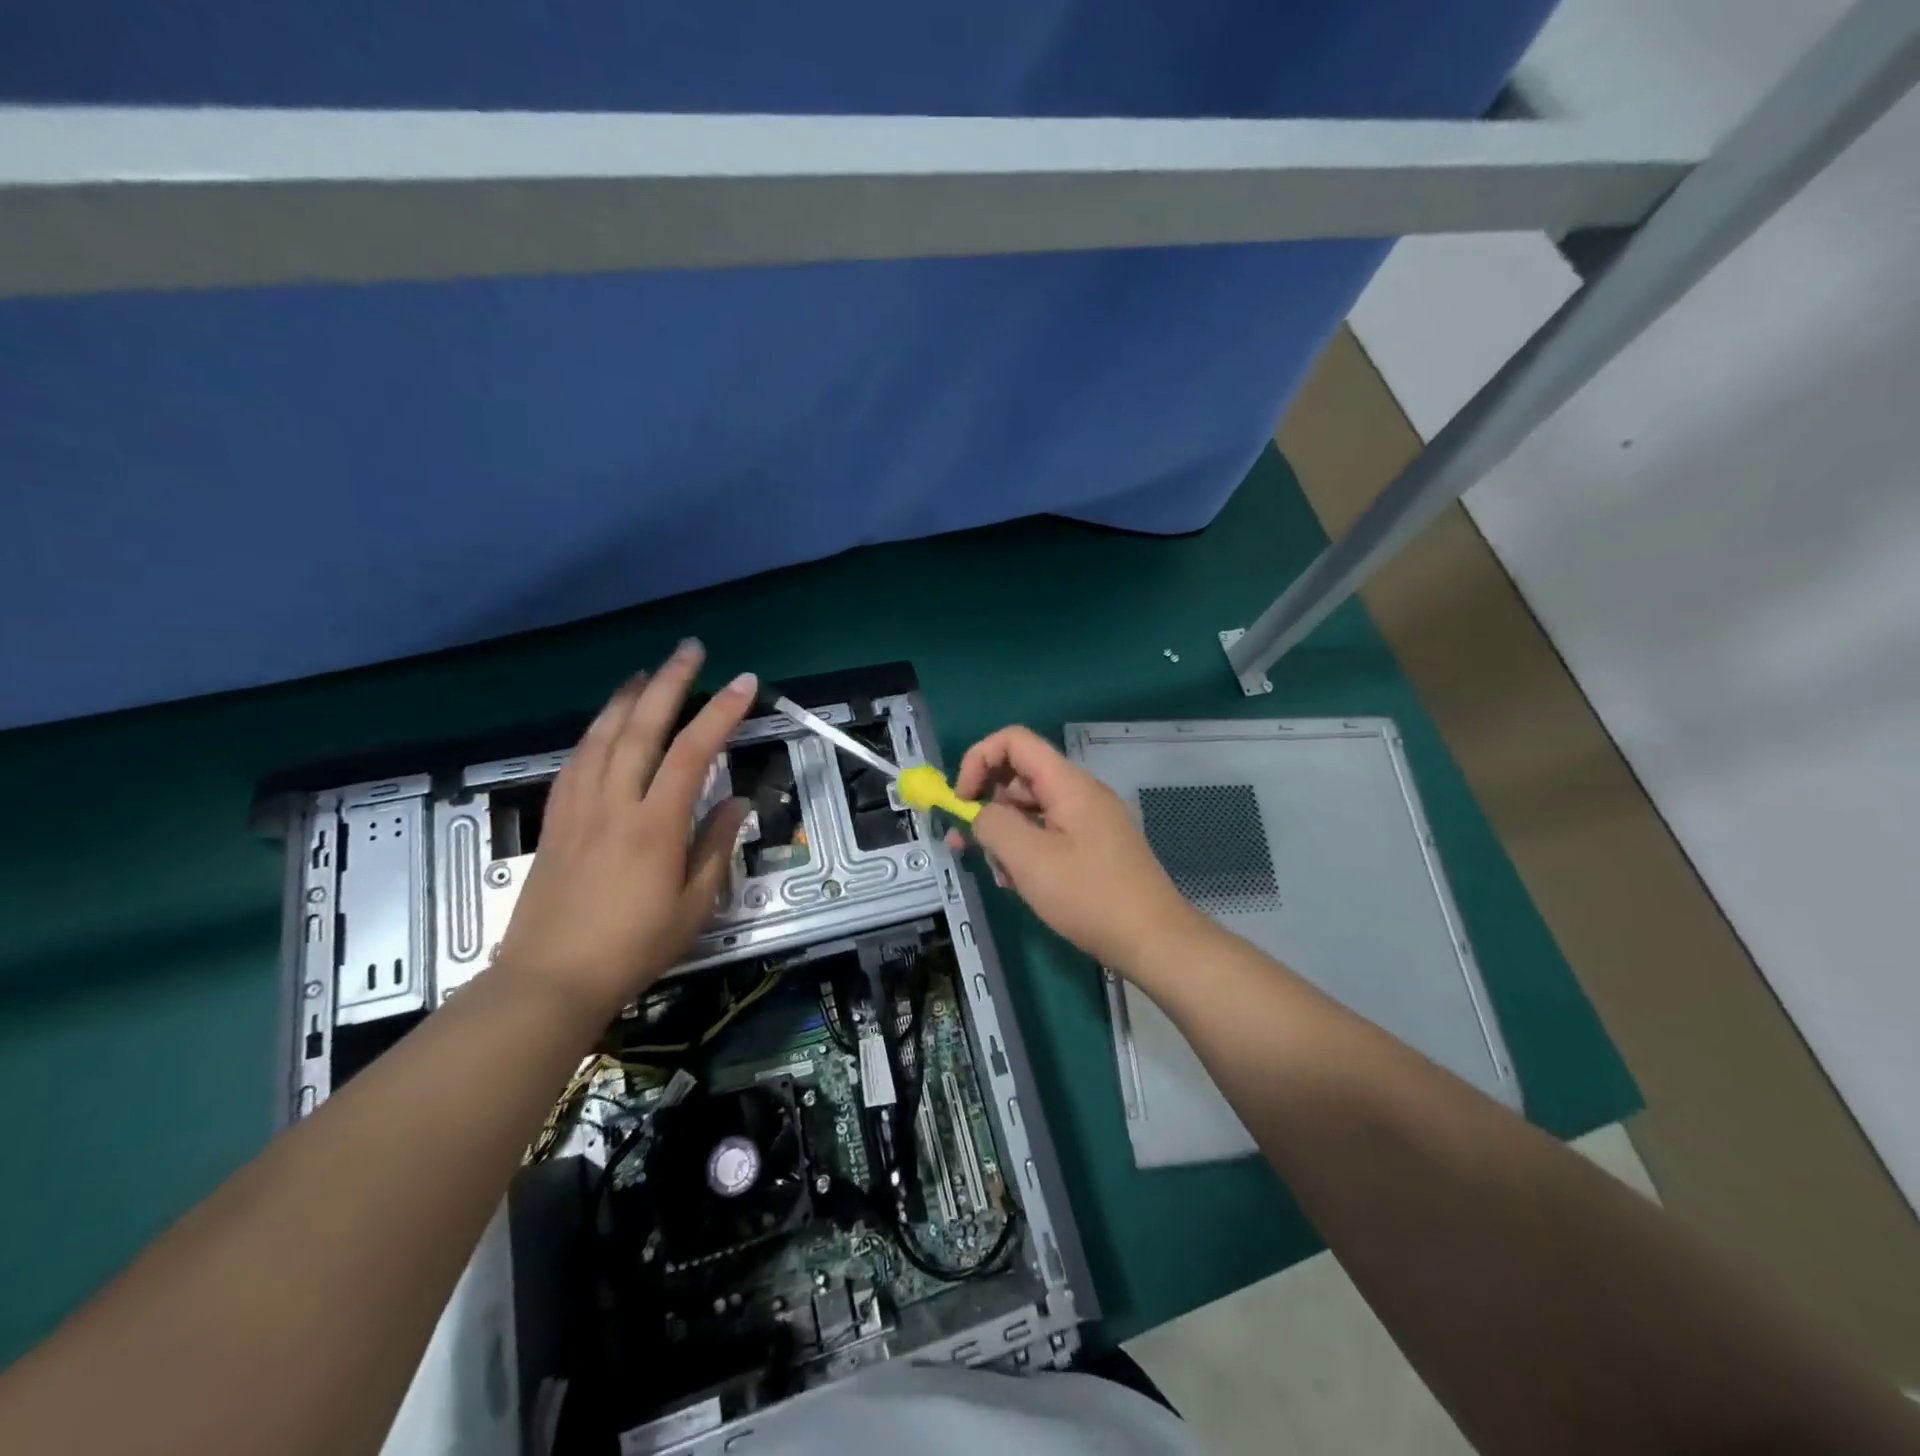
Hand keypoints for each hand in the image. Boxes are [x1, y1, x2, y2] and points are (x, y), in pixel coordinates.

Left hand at [494, 641, 754, 1021]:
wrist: (550, 979)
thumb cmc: (633, 947)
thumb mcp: (694, 905)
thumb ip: (716, 847)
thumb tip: (736, 803)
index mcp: (656, 825)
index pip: (694, 752)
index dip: (722, 713)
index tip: (745, 682)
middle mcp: (615, 803)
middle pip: (642, 728)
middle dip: (670, 683)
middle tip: (690, 650)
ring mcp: (579, 807)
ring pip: (602, 736)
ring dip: (626, 697)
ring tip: (647, 672)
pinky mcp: (556, 819)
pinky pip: (575, 760)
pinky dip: (594, 731)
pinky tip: (604, 724)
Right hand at [949, 725, 1207, 976]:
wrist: (1155, 940)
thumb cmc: (1089, 896)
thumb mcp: (1029, 860)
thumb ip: (994, 825)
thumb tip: (978, 812)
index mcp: (1068, 784)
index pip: (1014, 741)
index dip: (979, 760)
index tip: (960, 801)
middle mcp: (1080, 792)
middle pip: (1020, 776)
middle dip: (986, 804)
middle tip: (963, 843)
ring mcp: (1089, 820)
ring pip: (1031, 809)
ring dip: (1005, 833)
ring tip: (999, 875)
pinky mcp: (1094, 846)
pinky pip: (1049, 832)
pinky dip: (1026, 849)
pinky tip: (1019, 883)